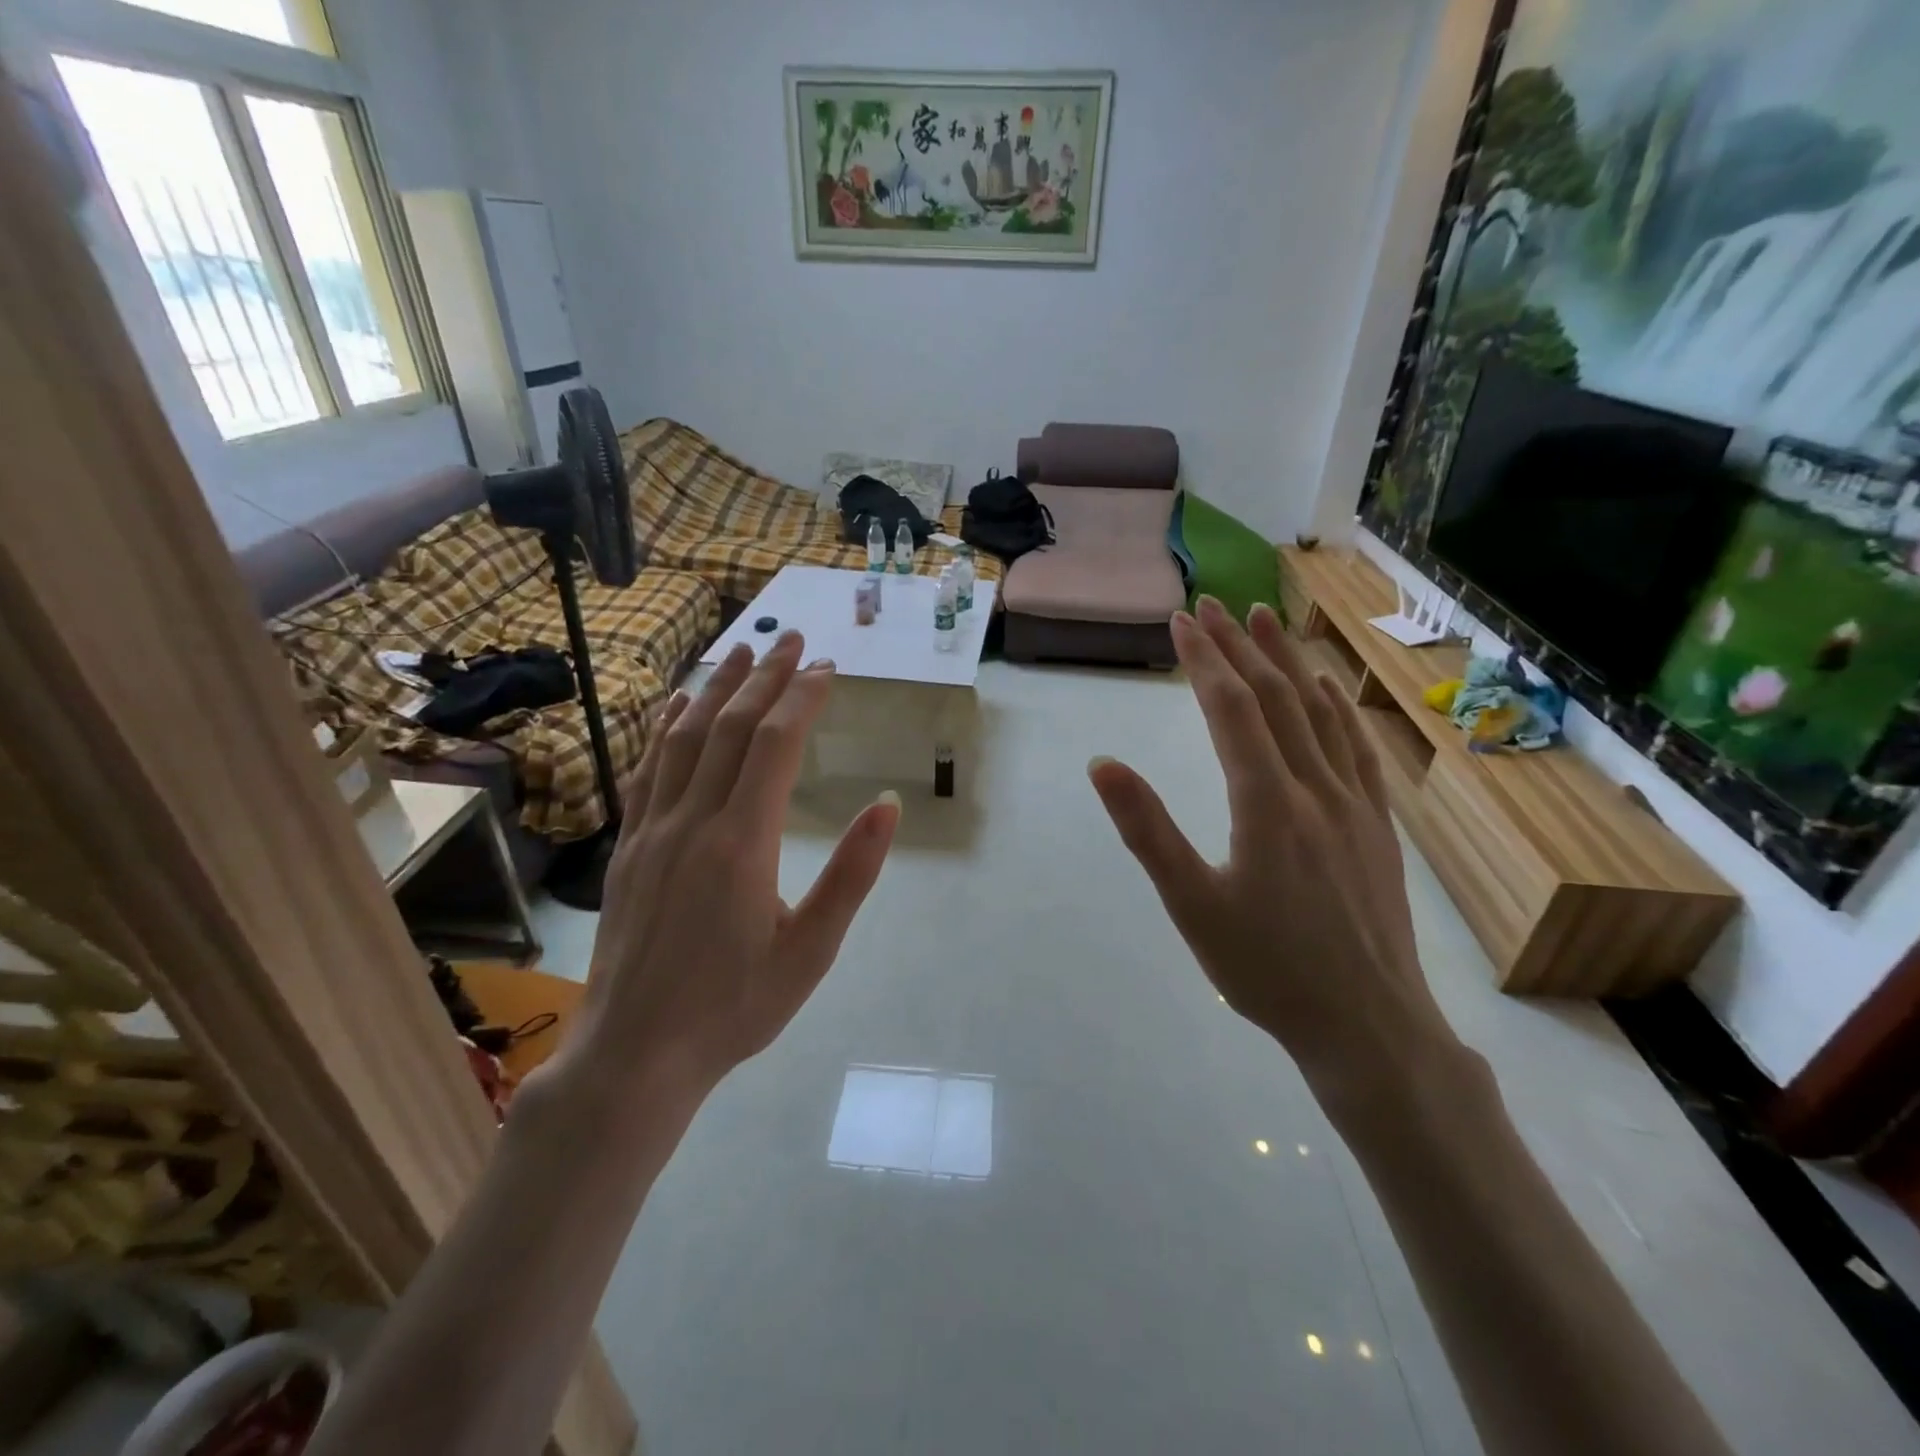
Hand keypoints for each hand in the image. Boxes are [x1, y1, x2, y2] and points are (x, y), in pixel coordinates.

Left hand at [556, 633, 899, 1110]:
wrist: (634, 1053)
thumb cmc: (734, 1008)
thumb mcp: (812, 952)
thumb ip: (851, 875)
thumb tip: (888, 805)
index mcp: (742, 843)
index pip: (775, 745)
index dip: (802, 698)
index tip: (826, 668)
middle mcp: (693, 821)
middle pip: (730, 727)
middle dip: (764, 677)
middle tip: (793, 640)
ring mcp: (652, 830)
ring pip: (684, 738)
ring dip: (716, 689)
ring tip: (742, 653)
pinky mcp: (628, 846)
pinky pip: (647, 770)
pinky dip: (665, 728)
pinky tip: (676, 706)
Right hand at [1089, 597, 1447, 1099]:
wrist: (1367, 1024)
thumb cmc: (1265, 968)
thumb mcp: (1191, 904)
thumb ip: (1147, 830)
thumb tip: (1103, 764)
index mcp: (1266, 803)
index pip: (1231, 710)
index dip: (1205, 660)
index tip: (1180, 620)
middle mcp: (1314, 788)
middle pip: (1275, 698)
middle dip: (1240, 646)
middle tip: (1211, 604)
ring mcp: (1354, 803)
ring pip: (1318, 714)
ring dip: (1288, 661)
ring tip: (1266, 619)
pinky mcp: (1377, 825)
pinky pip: (1357, 748)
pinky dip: (1337, 708)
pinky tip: (1328, 688)